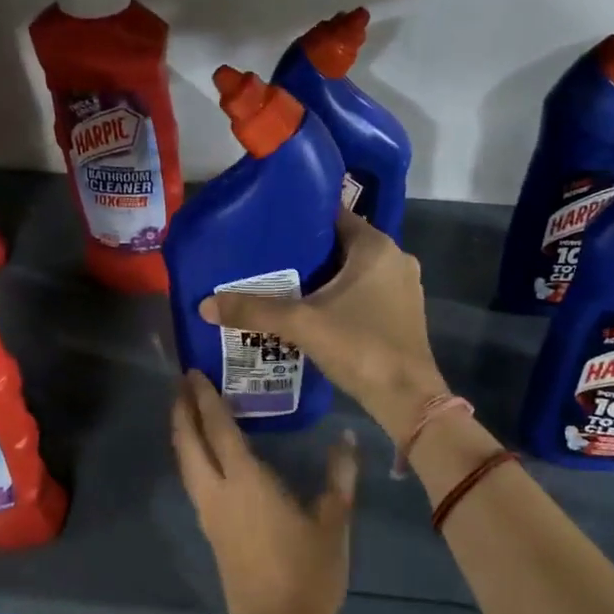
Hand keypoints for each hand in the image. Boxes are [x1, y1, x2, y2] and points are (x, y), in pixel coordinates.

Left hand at [171, 370, 356, 613]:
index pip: (218, 429)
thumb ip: (339, 476)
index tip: (194, 373)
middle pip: (189, 443)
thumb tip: (346, 437)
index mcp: (246, 483)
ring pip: (186, 464)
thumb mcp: (333, 522)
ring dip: (183, 433)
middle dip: (182, 410)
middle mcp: (218, 493)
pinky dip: (192, 457)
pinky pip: (193, 481)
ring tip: (186, 410)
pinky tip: (204, 456)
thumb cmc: (309, 574)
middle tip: (182, 382)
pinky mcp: (212, 533)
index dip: (205, 399)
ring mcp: (210, 515)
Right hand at [198, 212, 449, 437]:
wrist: (407, 398)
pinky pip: (365, 292)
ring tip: (282, 284)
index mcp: (376, 247)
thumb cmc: (360, 347)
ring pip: (354, 271)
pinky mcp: (402, 313)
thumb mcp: (302, 325)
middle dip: (307, 252)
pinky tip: (312, 311)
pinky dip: (340, 296)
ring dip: (323, 277)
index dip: (301, 218)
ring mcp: (402, 287)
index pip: (334, 215)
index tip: (269, 226)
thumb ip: (254, 311)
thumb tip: (206, 304)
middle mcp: (395, 259)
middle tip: (267, 258)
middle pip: (342, 244)